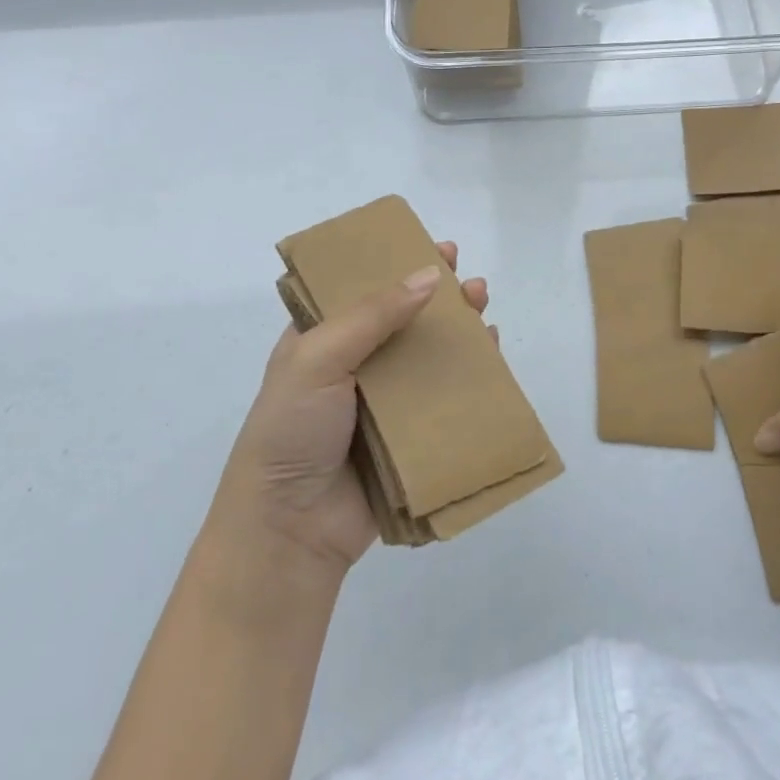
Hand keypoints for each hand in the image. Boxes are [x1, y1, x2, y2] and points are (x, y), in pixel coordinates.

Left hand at [210, 243, 488, 576]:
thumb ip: (373, 314)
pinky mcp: (408, 436)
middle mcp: (354, 365)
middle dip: (439, 295)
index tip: (436, 249)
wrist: (289, 531)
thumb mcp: (318, 357)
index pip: (365, 288)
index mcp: (323, 340)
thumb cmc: (292, 430)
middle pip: (405, 318)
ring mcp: (383, 402)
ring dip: (458, 329)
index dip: (399, 265)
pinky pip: (444, 396)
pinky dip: (469, 373)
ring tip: (484, 306)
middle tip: (469, 278)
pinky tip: (490, 354)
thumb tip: (430, 275)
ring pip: (428, 354)